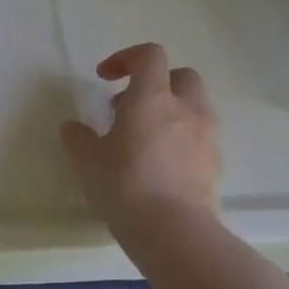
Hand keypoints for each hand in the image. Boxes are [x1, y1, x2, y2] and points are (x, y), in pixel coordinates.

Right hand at [60, 42, 221, 255]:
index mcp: (152, 98)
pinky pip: (198, 138)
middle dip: (156, 82)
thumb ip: (78, 138)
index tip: (105, 78)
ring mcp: (205, 138)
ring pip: (193, 107)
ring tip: (140, 138)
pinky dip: (179, 140)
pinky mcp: (214, 166)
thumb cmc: (124, 184)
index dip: (126, 58)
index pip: (150, 55)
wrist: (174, 233)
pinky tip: (156, 165)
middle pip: (181, 76)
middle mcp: (185, 110)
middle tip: (128, 105)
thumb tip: (74, 128)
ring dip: (169, 112)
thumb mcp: (86, 159)